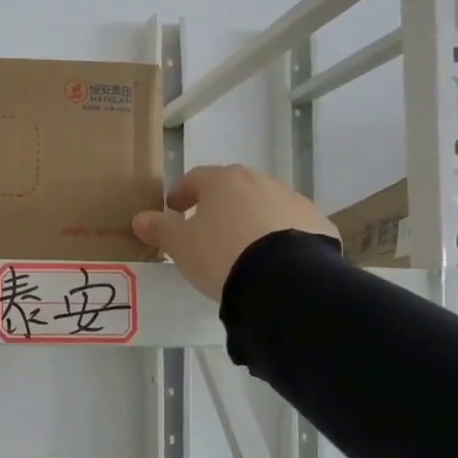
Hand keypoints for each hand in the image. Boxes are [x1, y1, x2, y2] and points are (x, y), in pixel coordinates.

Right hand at [133, 165, 337, 299]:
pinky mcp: (318, 224)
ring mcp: (293, 201)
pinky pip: (289, 227)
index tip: (174, 209)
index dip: (182, 193)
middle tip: (206, 229)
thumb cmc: (221, 255)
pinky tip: (270, 261)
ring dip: (249, 220)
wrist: (285, 279)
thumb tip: (139, 218)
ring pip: (263, 206)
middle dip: (218, 205)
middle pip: (233, 189)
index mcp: (224, 181)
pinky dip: (277, 237)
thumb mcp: (181, 246)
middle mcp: (261, 182)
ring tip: (239, 249)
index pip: (196, 178)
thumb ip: (159, 229)